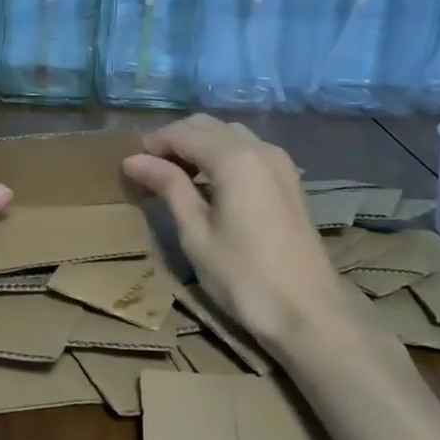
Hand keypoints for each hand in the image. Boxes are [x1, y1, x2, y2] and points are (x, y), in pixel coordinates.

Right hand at [123, 115, 347, 352]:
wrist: (310, 313)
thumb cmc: (244, 277)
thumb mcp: (196, 234)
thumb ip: (169, 187)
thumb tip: (134, 159)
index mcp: (234, 158)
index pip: (183, 133)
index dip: (153, 144)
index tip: (130, 166)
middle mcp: (259, 148)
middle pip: (207, 126)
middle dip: (175, 140)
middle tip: (149, 170)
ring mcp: (279, 162)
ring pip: (229, 134)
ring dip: (199, 145)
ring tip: (175, 177)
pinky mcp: (289, 179)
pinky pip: (248, 149)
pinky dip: (222, 155)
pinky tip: (209, 184)